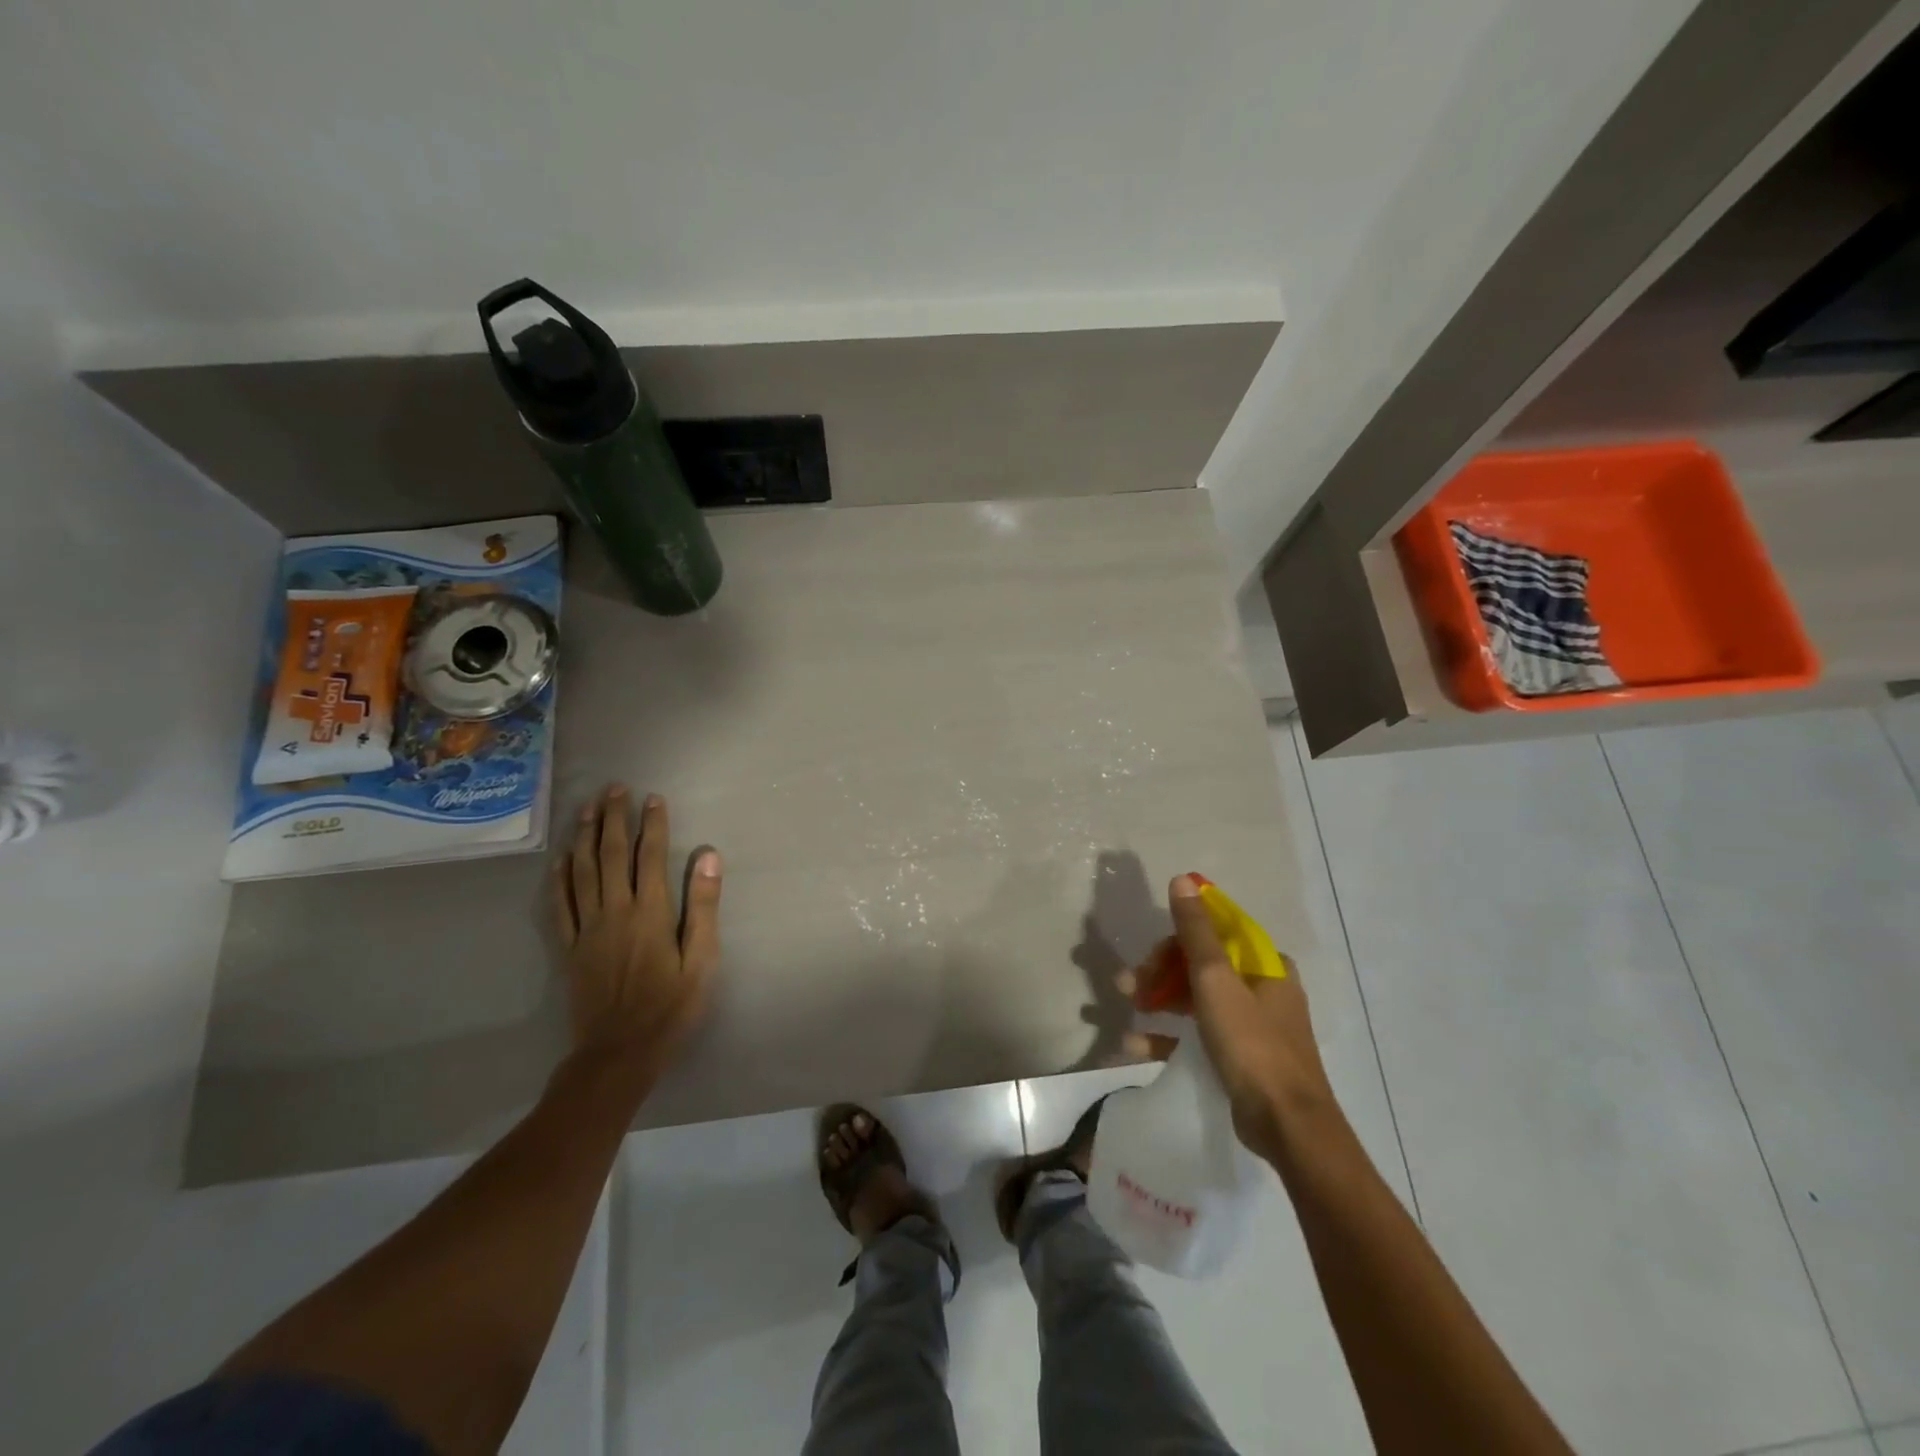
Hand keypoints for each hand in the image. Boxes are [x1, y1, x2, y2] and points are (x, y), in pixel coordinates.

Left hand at [552, 786, 721, 1069]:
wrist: (618, 1054)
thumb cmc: (670, 1008)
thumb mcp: (702, 961)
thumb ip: (703, 907)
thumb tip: (707, 857)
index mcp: (649, 913)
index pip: (650, 856)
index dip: (652, 824)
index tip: (654, 798)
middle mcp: (614, 912)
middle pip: (612, 855)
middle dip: (614, 818)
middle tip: (614, 788)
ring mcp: (587, 929)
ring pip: (582, 872)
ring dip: (585, 837)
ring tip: (587, 809)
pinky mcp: (570, 948)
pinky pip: (560, 905)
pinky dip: (559, 877)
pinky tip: (561, 859)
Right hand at [1123, 874, 1337, 1162]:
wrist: (1288, 1126)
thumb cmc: (1252, 1044)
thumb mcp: (1216, 981)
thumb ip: (1196, 931)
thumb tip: (1182, 880)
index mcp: (1264, 964)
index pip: (1214, 932)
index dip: (1175, 938)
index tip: (1147, 955)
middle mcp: (1261, 988)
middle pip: (1200, 964)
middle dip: (1159, 971)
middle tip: (1127, 985)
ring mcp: (1251, 1024)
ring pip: (1195, 998)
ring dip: (1157, 999)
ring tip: (1125, 1007)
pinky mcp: (1239, 1056)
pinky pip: (1196, 1034)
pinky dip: (1167, 1036)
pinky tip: (1134, 1045)